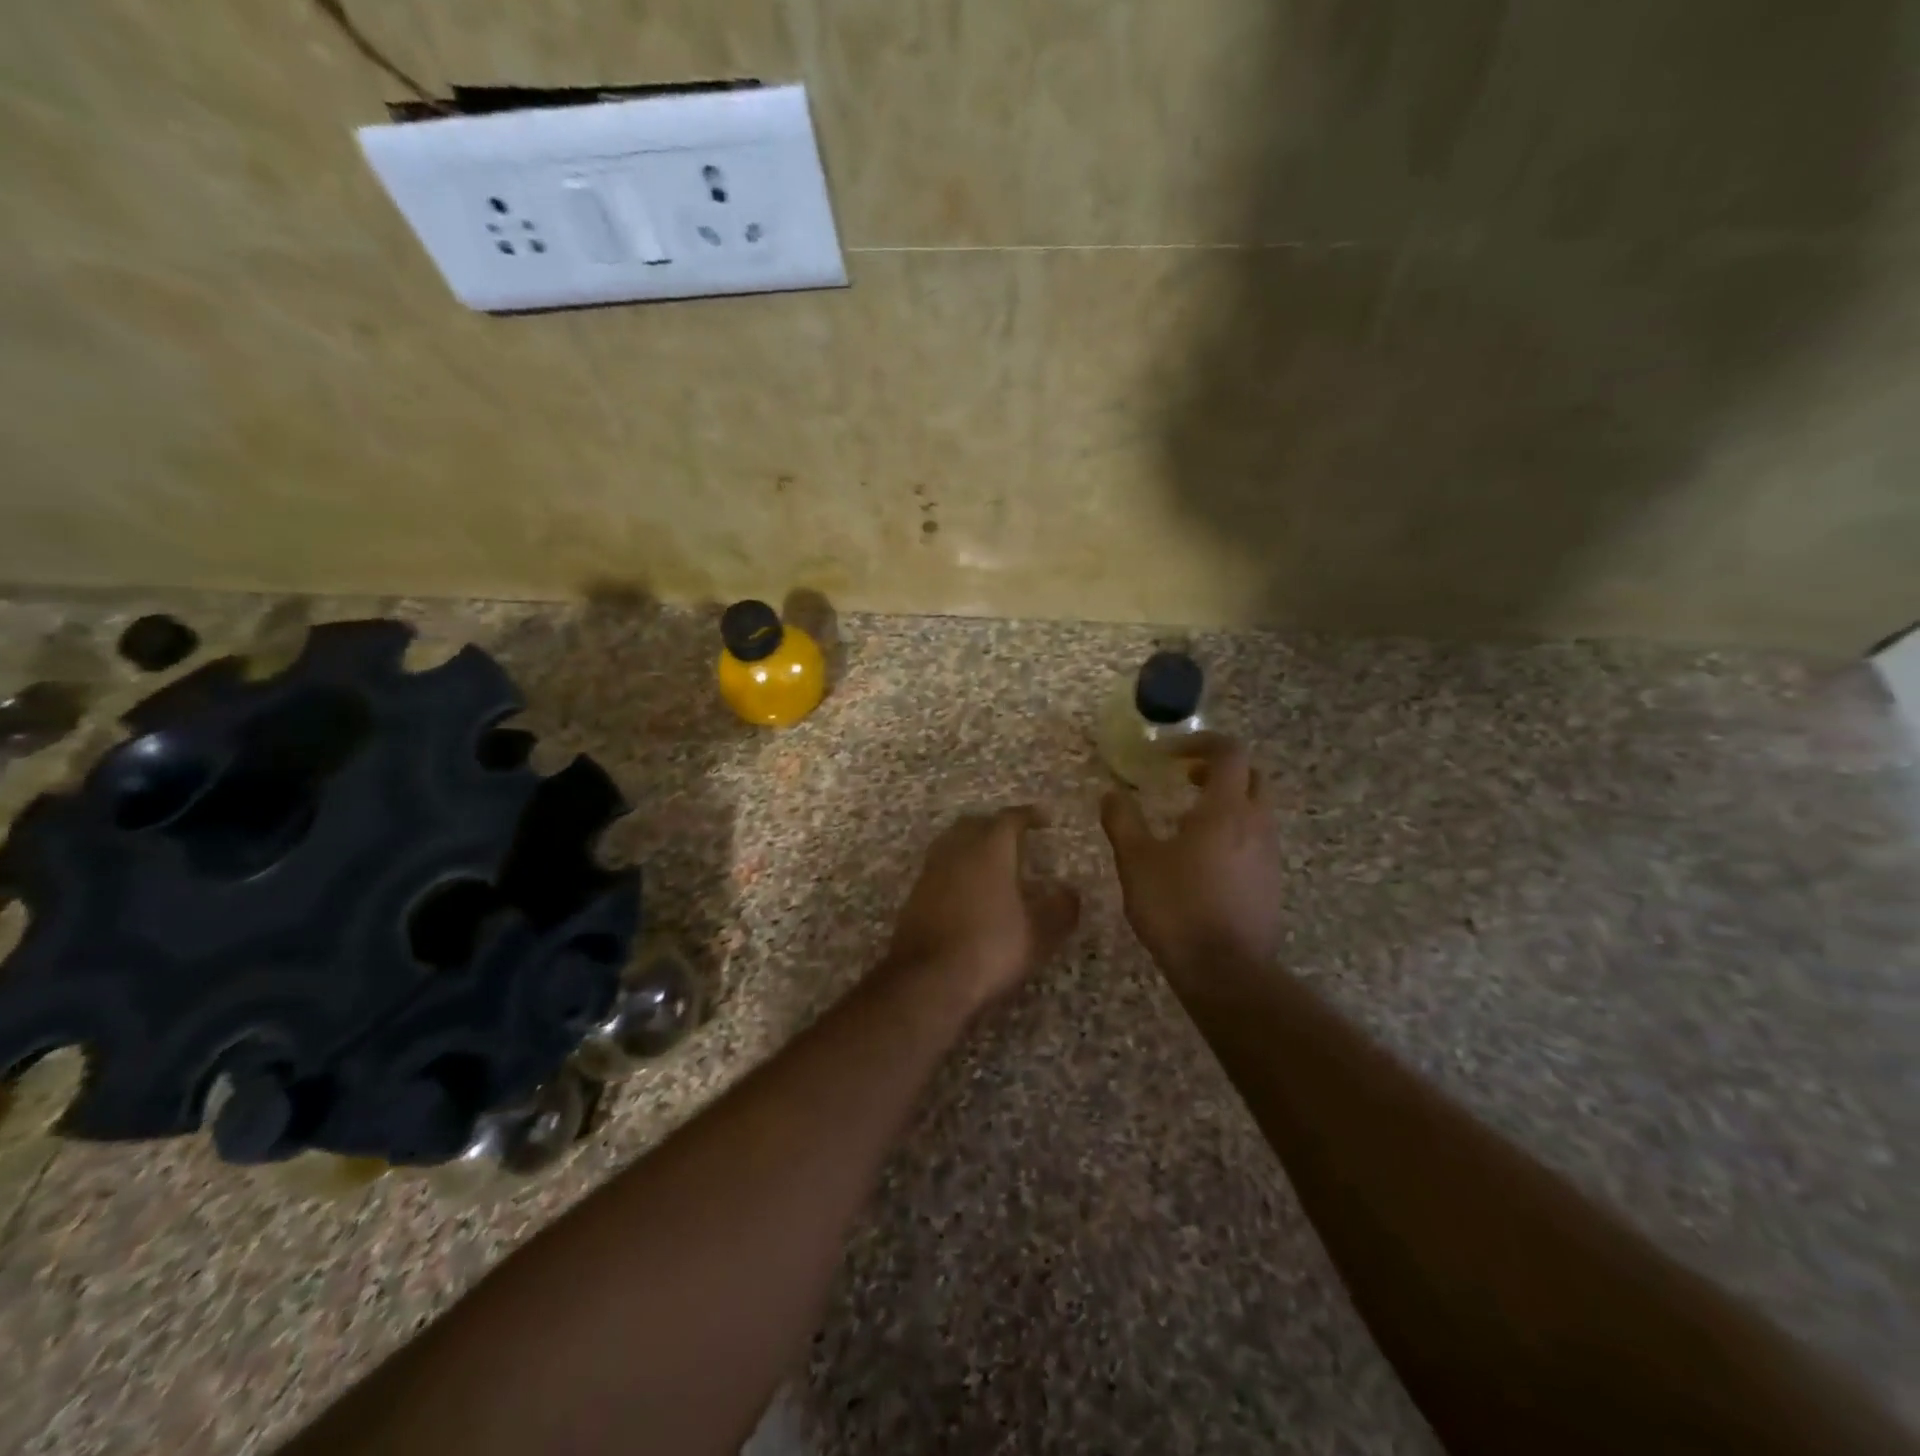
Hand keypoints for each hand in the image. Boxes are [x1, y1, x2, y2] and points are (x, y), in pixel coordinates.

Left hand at [884, 808, 1080, 1015]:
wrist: (928, 979)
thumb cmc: (991, 947)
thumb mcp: (1040, 932)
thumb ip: (1060, 907)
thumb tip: (1069, 891)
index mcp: (989, 849)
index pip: (1009, 819)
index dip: (1029, 815)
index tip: (1044, 818)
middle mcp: (956, 851)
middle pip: (975, 824)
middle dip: (995, 826)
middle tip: (1015, 837)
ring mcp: (930, 872)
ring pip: (952, 844)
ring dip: (972, 846)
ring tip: (991, 864)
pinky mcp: (914, 896)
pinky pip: (939, 869)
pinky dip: (956, 871)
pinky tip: (968, 892)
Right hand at [1101, 735, 1283, 986]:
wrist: (1225, 971)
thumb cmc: (1177, 907)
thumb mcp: (1136, 861)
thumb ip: (1122, 821)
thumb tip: (1111, 793)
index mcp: (1225, 809)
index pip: (1229, 752)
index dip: (1201, 743)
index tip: (1171, 754)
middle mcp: (1255, 824)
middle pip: (1251, 776)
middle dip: (1219, 769)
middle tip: (1185, 779)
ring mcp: (1268, 855)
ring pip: (1256, 809)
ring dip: (1227, 801)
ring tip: (1188, 820)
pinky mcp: (1270, 882)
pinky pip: (1256, 839)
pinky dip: (1233, 831)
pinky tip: (1203, 858)